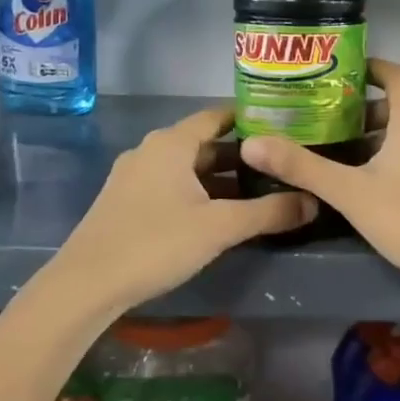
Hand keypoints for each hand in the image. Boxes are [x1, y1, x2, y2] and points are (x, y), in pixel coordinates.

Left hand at [53, 105, 316, 316]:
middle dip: (241, 155)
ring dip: (219, 178)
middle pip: (204, 143)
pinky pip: (170, 185)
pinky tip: (217, 215)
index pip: (218, 116)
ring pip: (187, 168)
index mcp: (172, 143)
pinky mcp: (125, 201)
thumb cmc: (156, 243)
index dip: (251, 119)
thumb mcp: (220, 227)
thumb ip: (269, 212)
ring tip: (257, 192)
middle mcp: (151, 150)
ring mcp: (134, 176)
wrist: (86, 284)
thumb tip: (313, 201)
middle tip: (279, 165)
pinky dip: (197, 192)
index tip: (283, 127)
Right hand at [239, 59, 399, 299]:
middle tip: (332, 119)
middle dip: (368, 108)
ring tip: (349, 151)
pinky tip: (380, 182)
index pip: (396, 74)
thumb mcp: (350, 193)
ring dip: (384, 134)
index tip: (342, 72)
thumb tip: (251, 144)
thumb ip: (302, 167)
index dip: (371, 67)